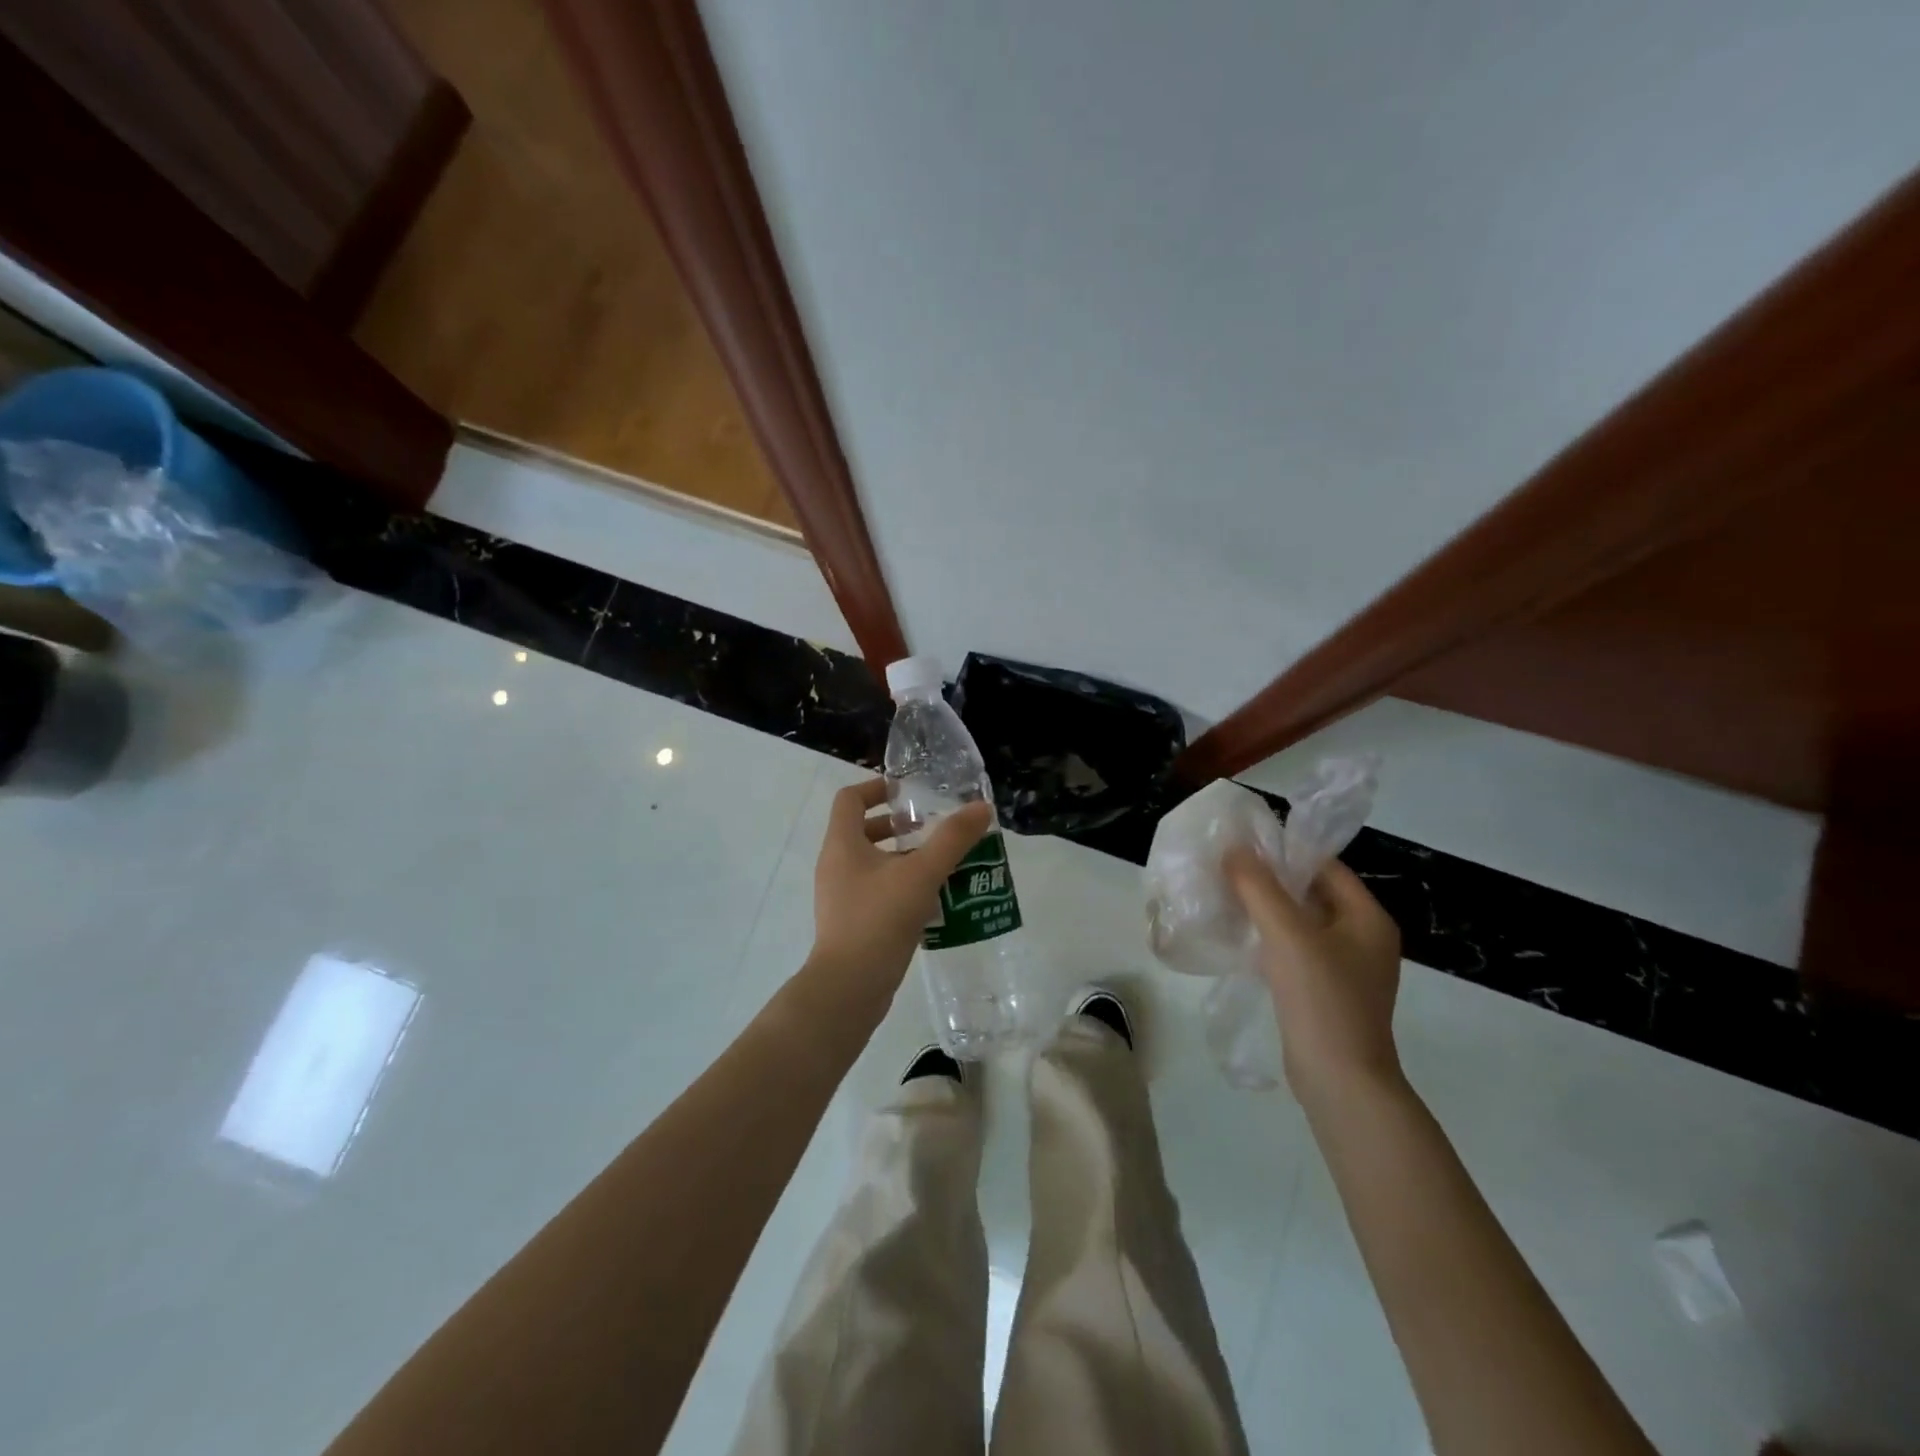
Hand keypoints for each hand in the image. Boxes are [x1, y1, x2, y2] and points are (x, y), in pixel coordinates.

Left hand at [806, 779, 992, 1012]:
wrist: (849, 987)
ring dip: (904, 857)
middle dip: (897, 825)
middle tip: (931, 828)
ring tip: (940, 863)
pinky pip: (876, 891)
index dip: (876, 787)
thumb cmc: (879, 919)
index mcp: (842, 844)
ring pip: (872, 863)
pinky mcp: (852, 922)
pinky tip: (933, 900)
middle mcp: (836, 865)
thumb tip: (981, 807)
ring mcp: (841, 896)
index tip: (908, 792)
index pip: (850, 799)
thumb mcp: (921, 874)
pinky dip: (901, 885)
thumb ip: (953, 839)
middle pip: (862, 830)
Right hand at [1225, 848, 1403, 1102]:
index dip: (1286, 852)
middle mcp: (1363, 938)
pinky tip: (1240, 938)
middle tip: (1227, 870)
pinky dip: (1270, 939)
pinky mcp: (1326, 992)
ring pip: (1301, 923)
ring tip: (1226, 898)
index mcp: (1367, 918)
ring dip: (1267, 910)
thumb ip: (1259, 887)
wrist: (1341, 1081)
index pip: (1325, 867)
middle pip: (1313, 894)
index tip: (1243, 846)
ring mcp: (1345, 968)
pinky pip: (1296, 951)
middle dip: (1271, 881)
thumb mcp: (1288, 934)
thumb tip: (1235, 848)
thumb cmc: (1322, 999)